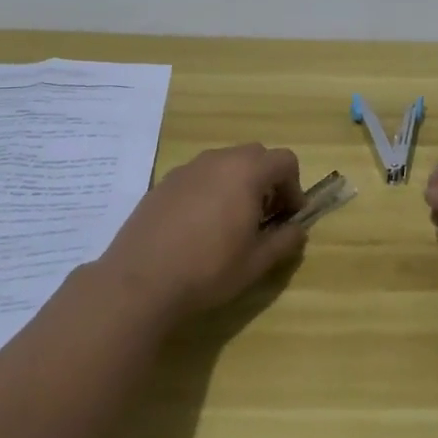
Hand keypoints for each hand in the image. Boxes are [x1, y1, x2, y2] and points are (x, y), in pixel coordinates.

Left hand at [99, 144, 307, 323]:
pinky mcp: (164, 182)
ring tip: (230, 222)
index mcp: (246, 172)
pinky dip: (210, 190)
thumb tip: (298, 229)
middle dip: (267, 181)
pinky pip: (199, 176)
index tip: (289, 217)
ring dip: (238, 183)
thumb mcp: (257, 261)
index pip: (285, 161)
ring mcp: (187, 168)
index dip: (294, 187)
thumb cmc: (208, 269)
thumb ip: (285, 240)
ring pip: (225, 164)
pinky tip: (198, 226)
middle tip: (263, 217)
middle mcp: (218, 160)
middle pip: (255, 156)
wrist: (140, 281)